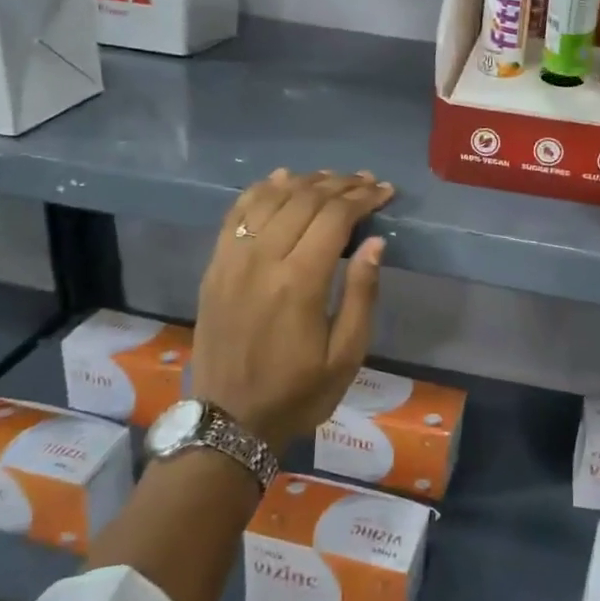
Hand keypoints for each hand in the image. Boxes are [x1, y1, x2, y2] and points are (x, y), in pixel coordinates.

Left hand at [191, 169, 392, 452]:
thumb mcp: (346, 355)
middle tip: (366, 182)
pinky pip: (236, 213)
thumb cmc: (298, 393)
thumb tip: (376, 242)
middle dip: (340, 185)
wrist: (230, 421)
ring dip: (304, 181)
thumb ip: (362, 294)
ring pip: (270, 199)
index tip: (385, 191)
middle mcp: (262, 260)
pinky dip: (260, 190)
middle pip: (304, 200)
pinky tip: (281, 179)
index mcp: (299, 283)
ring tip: (332, 179)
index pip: (334, 218)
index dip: (363, 198)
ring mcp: (232, 260)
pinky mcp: (214, 266)